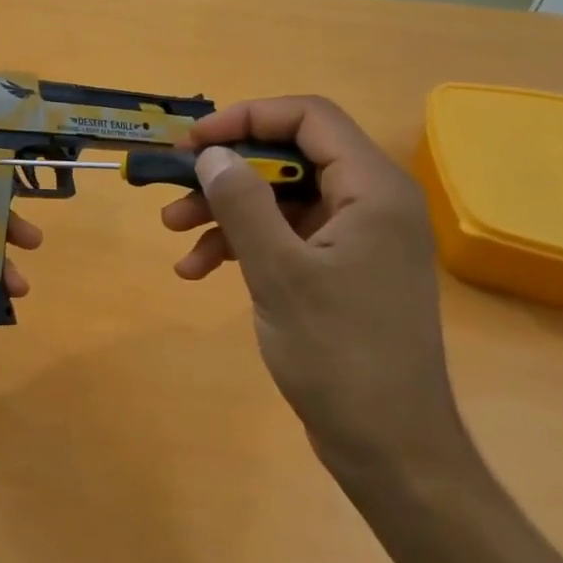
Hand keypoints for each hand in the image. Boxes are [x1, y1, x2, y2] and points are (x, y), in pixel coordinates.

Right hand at [161, 96, 466, 474]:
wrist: (388, 445)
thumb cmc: (339, 353)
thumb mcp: (278, 272)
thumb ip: (243, 203)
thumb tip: (212, 153)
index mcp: (372, 189)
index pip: (309, 117)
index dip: (246, 118)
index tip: (193, 142)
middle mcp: (369, 202)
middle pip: (289, 157)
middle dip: (226, 171)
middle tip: (174, 185)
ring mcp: (354, 238)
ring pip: (279, 198)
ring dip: (225, 210)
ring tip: (173, 233)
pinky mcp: (339, 270)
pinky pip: (284, 236)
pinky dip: (241, 245)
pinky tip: (197, 271)